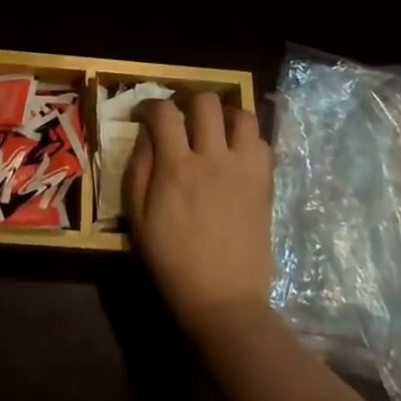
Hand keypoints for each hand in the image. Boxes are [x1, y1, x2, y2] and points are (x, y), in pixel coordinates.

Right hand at [124, 93, 274, 334]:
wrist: (223, 299)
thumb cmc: (172, 261)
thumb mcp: (137, 218)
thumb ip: (138, 168)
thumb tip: (146, 133)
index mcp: (176, 167)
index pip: (165, 111)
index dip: (151, 105)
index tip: (145, 115)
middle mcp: (212, 157)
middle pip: (206, 101)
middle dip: (188, 101)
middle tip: (181, 119)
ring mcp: (244, 168)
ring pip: (241, 114)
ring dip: (223, 115)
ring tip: (213, 130)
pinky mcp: (264, 182)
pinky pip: (261, 142)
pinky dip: (246, 139)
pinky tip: (234, 154)